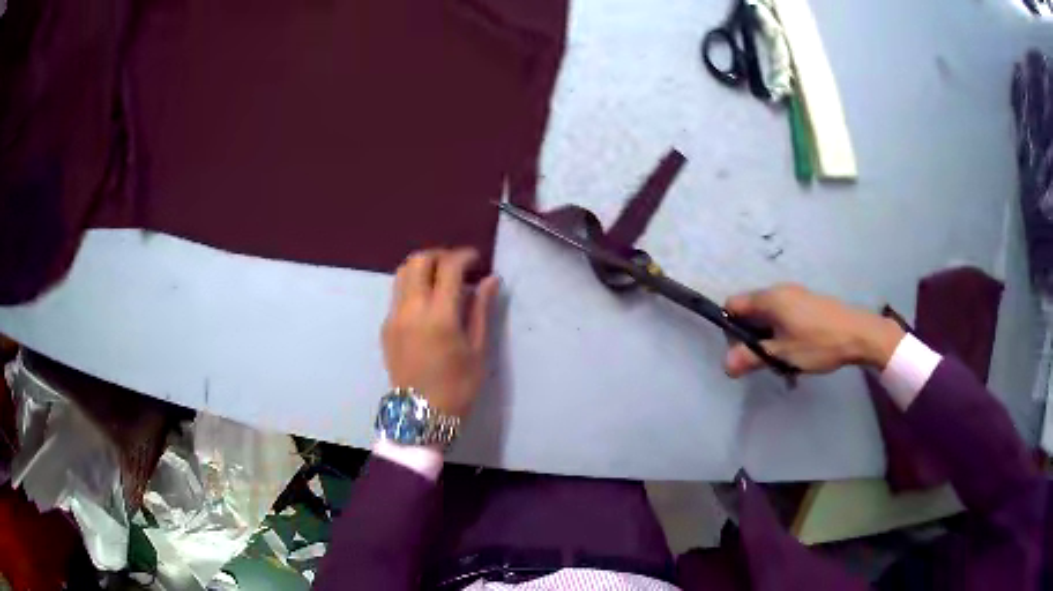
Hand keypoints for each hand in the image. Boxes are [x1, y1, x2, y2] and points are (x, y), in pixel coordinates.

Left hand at [382, 248, 499, 417]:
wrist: (421, 414)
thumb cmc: (458, 386)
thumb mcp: (477, 349)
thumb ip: (481, 309)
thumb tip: (490, 279)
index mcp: (439, 316)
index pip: (449, 267)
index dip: (465, 256)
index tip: (477, 260)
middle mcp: (412, 309)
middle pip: (419, 260)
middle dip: (440, 255)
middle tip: (458, 267)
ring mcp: (394, 316)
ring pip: (402, 272)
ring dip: (423, 267)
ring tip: (441, 279)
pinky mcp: (385, 326)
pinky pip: (397, 293)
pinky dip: (413, 285)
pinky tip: (428, 302)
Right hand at [723, 284, 904, 377]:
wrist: (859, 334)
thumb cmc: (818, 343)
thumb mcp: (782, 354)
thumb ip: (752, 358)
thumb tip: (725, 365)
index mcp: (769, 298)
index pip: (734, 304)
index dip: (730, 327)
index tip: (741, 350)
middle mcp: (780, 290)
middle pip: (750, 309)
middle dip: (750, 334)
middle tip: (762, 359)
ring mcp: (796, 295)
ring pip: (768, 314)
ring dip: (767, 336)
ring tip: (781, 358)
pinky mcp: (808, 302)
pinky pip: (784, 314)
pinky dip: (782, 331)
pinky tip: (796, 350)